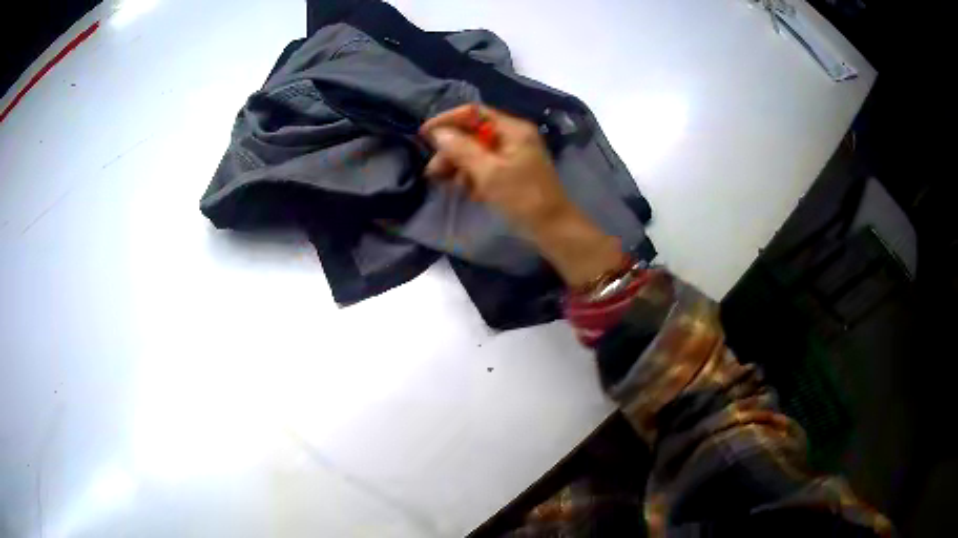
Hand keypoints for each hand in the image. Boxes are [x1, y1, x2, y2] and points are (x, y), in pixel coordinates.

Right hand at [420, 104, 570, 230]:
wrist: (553, 230)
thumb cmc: (523, 198)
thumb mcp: (489, 172)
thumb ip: (461, 149)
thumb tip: (437, 132)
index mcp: (513, 129)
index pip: (474, 113)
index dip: (448, 120)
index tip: (425, 135)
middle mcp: (513, 137)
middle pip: (473, 133)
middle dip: (451, 150)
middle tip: (433, 172)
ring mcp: (514, 155)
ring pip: (477, 152)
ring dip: (460, 166)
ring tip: (449, 185)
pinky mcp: (512, 173)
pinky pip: (486, 167)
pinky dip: (473, 177)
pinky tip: (469, 193)